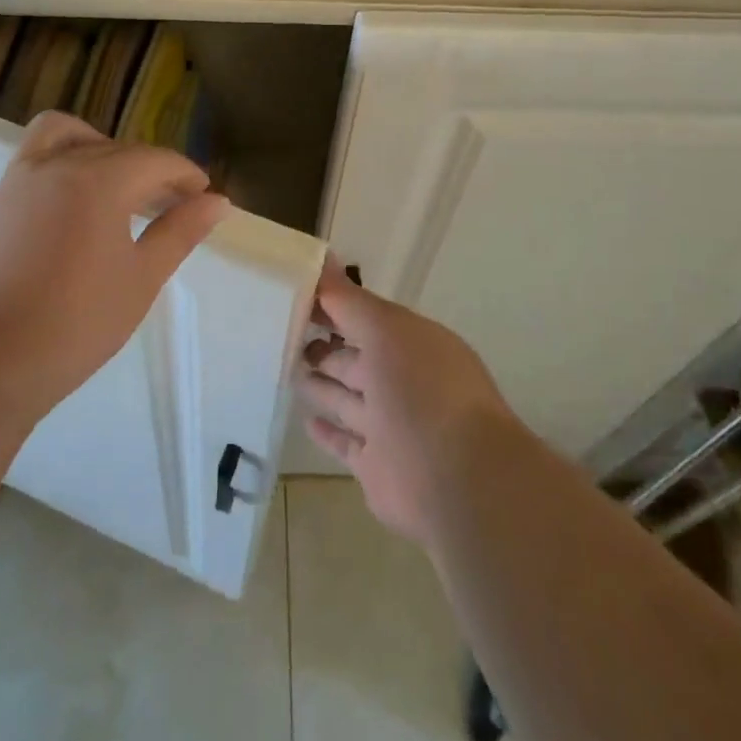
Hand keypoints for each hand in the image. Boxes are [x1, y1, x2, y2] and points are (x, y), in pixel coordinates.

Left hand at [0, 112, 228, 419]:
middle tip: (171, 204)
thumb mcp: (141, 279)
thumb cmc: (75, 324)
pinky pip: (35, 161)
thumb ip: (180, 232)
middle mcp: (56, 166)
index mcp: (98, 180)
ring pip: (64, 136)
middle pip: (115, 148)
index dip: (185, 174)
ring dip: (99, 149)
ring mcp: (17, 181)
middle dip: (150, 168)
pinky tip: (73, 215)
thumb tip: (218, 202)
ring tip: (116, 189)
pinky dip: (64, 167)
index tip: (203, 196)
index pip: (154, 159)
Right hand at [299, 259, 522, 546]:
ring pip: (348, 400)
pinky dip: (328, 432)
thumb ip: (349, 300)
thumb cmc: (422, 390)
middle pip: (356, 360)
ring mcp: (390, 427)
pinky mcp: (376, 467)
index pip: (365, 318)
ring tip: (288, 371)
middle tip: (284, 337)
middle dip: (325, 348)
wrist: (457, 480)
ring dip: (322, 385)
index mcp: (412, 345)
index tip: (294, 295)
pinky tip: (307, 420)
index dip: (332, 307)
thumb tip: (323, 259)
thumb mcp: (386, 329)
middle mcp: (403, 382)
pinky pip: (346, 443)